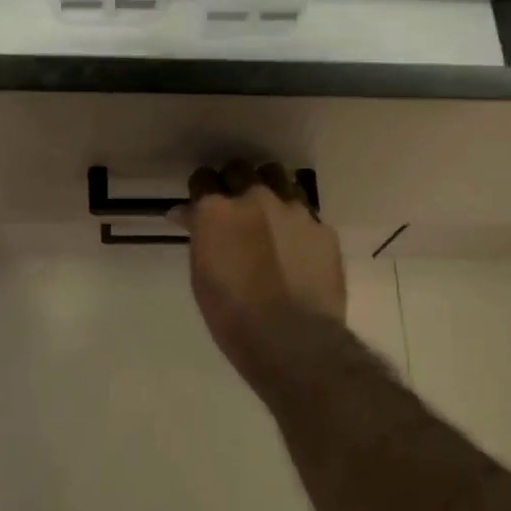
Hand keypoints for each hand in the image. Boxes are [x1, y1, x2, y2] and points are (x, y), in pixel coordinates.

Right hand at [180, 161, 346, 367]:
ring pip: (278, 178)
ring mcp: (294, 209)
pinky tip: (296, 244)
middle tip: (234, 206)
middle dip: (234, 182)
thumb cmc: (233, 316)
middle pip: (240, 169)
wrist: (293, 340)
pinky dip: (295, 222)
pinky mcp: (323, 227)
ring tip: (268, 214)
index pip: (203, 178)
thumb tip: (188, 214)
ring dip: (268, 189)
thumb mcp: (202, 276)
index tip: (202, 204)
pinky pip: (305, 212)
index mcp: (217, 210)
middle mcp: (255, 198)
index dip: (202, 190)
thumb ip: (199, 236)